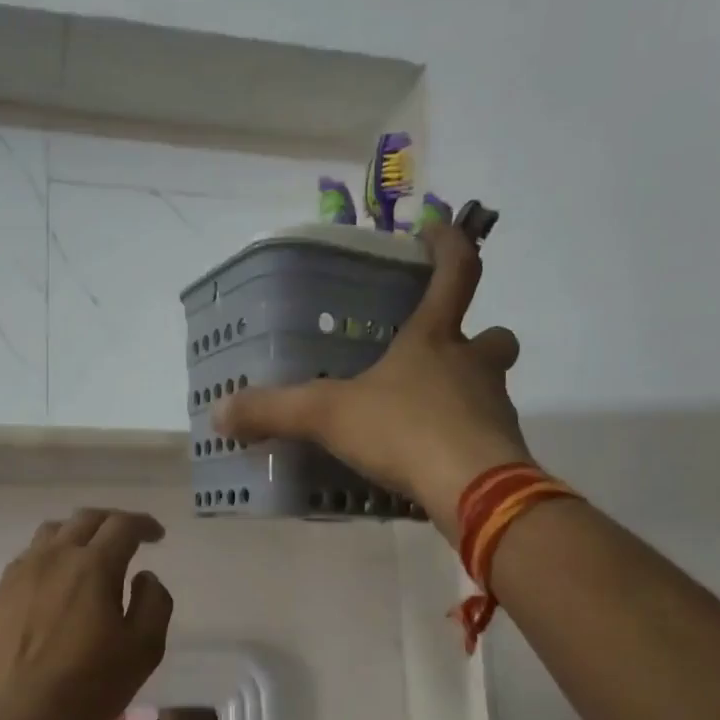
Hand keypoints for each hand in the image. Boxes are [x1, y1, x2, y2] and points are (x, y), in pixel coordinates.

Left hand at [0, 509, 173, 719]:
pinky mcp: (0, 593)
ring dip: (78, 532)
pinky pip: (30, 555)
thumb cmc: (86, 685)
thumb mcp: (142, 650)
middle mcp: (55, 557)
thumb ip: (154, 604)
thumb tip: (145, 576)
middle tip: (129, 537)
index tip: (157, 535)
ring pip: (52, 532)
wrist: (10, 716)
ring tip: (90, 552)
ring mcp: (22, 573)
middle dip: (113, 521)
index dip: (144, 524)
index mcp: (93, 565)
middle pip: (86, 519)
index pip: (122, 525)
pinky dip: (52, 553)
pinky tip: (56, 579)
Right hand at [215, 223, 529, 534]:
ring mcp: (494, 409)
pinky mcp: (501, 452)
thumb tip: (218, 412)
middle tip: (447, 352)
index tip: (436, 229)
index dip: (448, 245)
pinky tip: (432, 462)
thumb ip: (274, 411)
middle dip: (477, 337)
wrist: (474, 490)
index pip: (456, 272)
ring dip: (468, 393)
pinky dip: (463, 442)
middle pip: (493, 336)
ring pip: (491, 388)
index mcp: (435, 340)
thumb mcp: (327, 417)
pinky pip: (484, 436)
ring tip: (425, 417)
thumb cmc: (404, 431)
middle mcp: (473, 366)